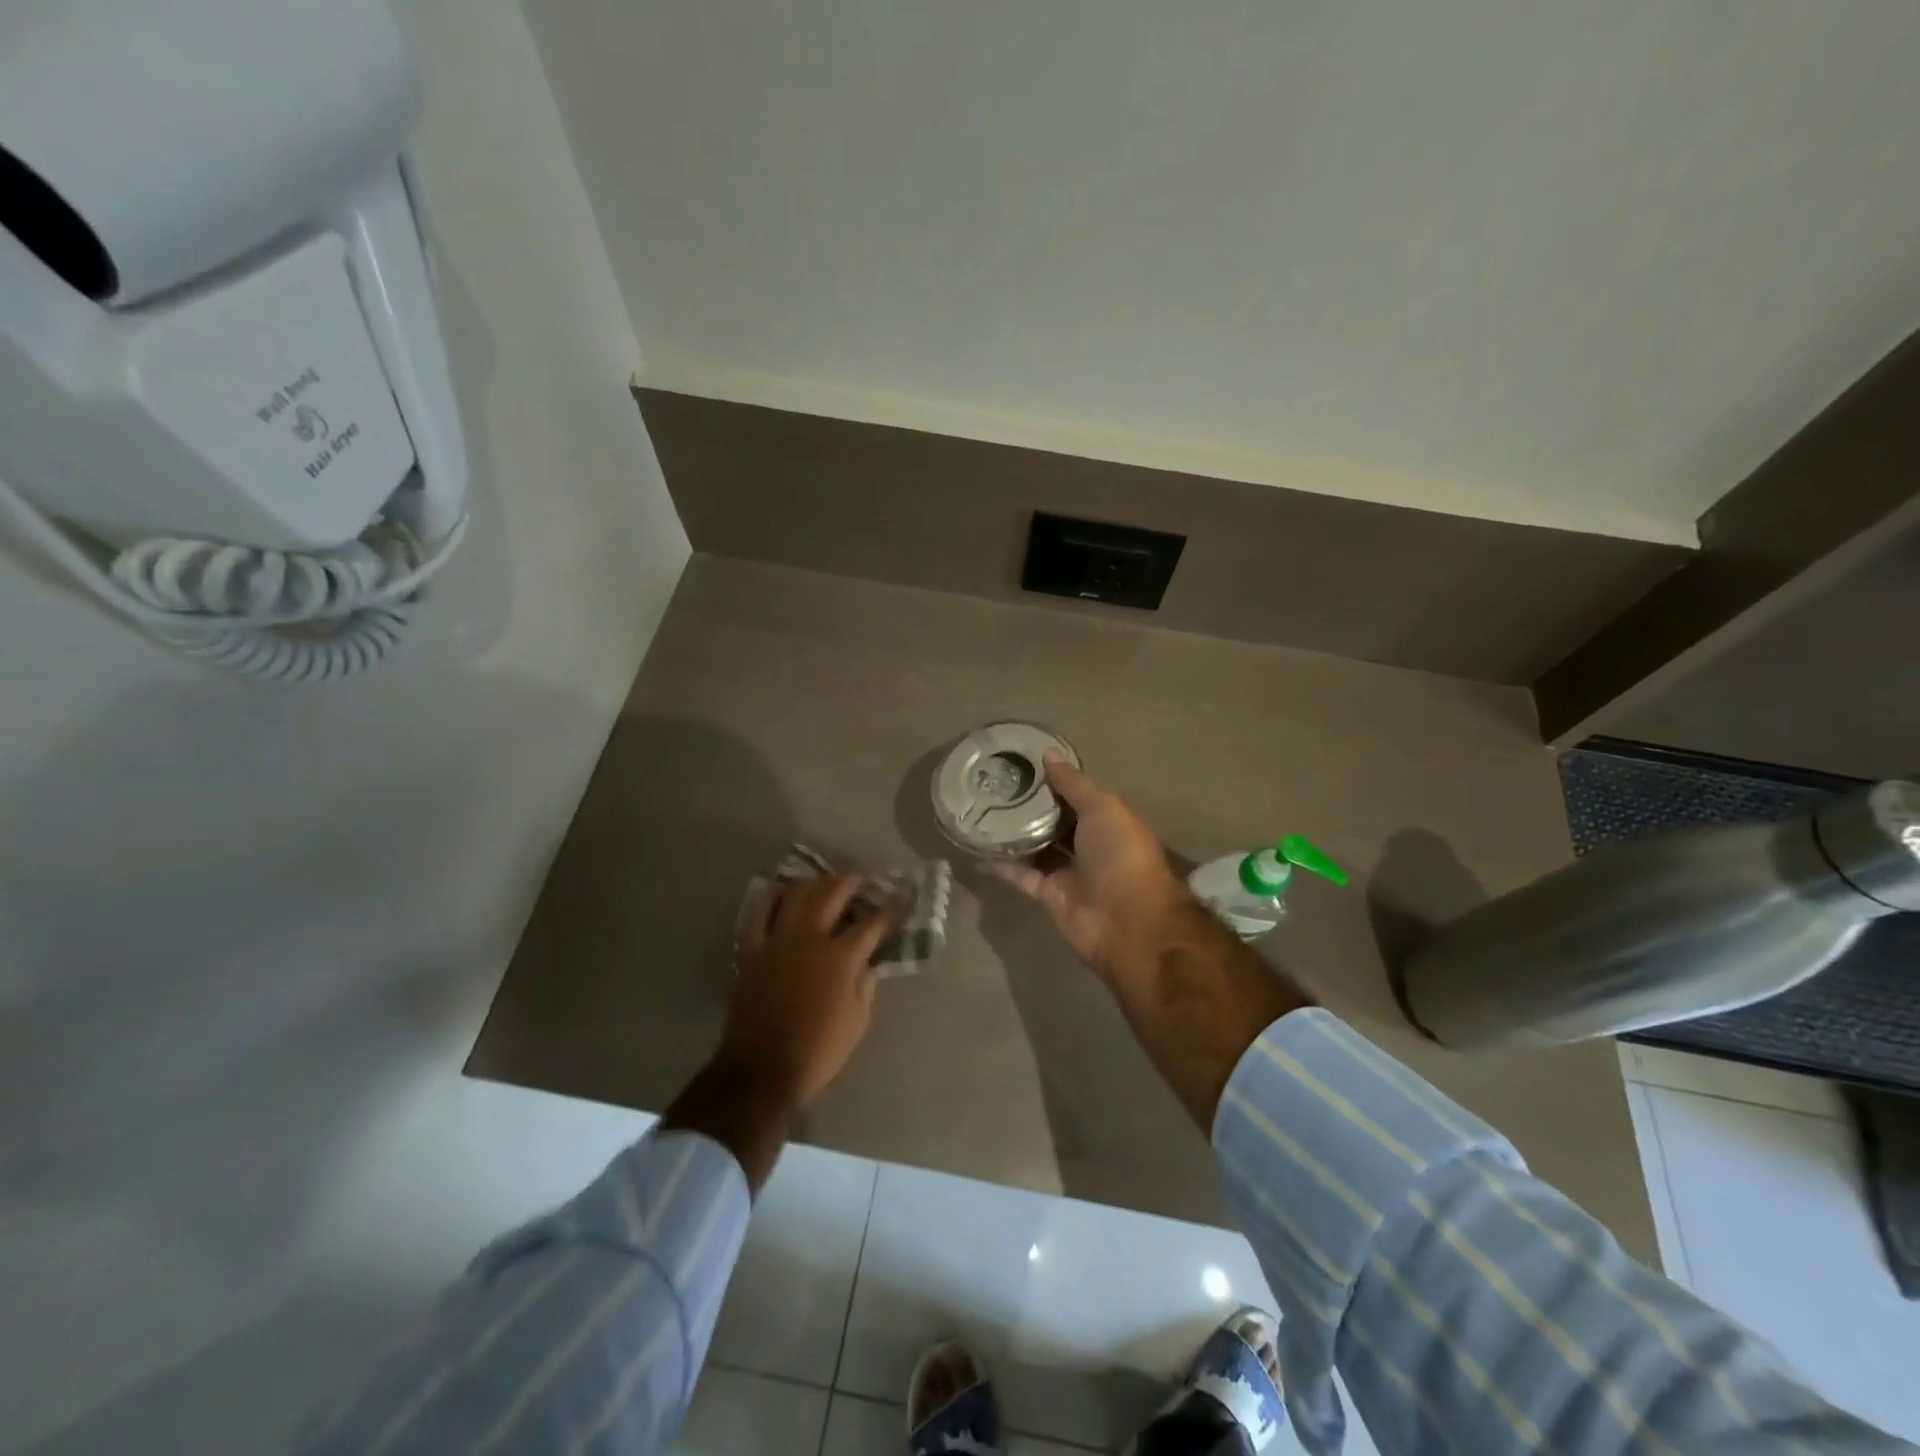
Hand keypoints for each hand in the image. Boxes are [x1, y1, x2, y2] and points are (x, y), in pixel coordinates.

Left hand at [719, 873, 900, 1113]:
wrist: (760, 1071)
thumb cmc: (818, 1051)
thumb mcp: (858, 1022)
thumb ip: (866, 985)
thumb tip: (869, 962)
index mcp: (841, 957)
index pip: (872, 923)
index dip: (889, 909)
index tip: (900, 898)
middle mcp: (810, 938)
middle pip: (833, 893)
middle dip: (851, 882)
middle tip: (861, 880)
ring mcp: (778, 940)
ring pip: (797, 894)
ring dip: (815, 883)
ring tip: (825, 884)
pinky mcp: (752, 949)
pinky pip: (760, 913)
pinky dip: (773, 898)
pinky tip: (783, 895)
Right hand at [988, 756, 1189, 981]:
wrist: (1128, 922)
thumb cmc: (1121, 855)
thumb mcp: (1102, 808)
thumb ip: (1073, 783)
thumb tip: (1048, 754)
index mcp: (1106, 819)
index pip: (1075, 794)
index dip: (1051, 779)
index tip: (1019, 763)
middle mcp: (1088, 842)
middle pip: (1053, 819)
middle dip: (1028, 805)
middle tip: (992, 785)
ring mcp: (1068, 870)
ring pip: (1036, 846)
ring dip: (1012, 833)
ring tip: (979, 810)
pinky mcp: (1049, 894)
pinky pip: (1022, 875)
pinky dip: (1002, 864)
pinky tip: (976, 849)